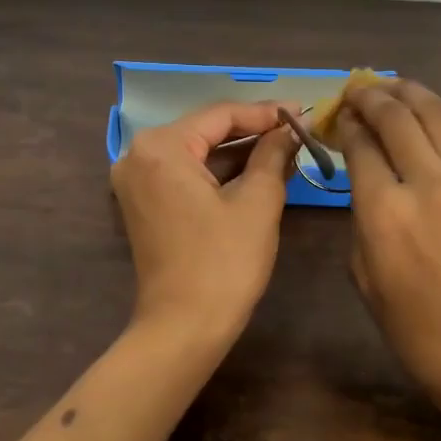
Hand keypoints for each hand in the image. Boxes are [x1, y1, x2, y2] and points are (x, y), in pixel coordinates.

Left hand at [111, 102, 298, 338]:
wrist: (183, 328)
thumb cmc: (224, 262)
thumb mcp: (257, 202)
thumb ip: (273, 153)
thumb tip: (293, 126)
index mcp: (161, 147)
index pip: (221, 115)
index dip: (265, 112)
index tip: (303, 111)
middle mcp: (139, 155)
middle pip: (206, 131)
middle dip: (253, 131)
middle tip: (297, 128)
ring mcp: (137, 181)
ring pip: (197, 153)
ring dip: (239, 153)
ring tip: (285, 148)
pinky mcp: (144, 204)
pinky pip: (186, 174)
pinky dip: (219, 173)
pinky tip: (257, 170)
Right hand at [340, 80, 440, 418]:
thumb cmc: (419, 332)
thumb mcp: (365, 277)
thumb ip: (361, 218)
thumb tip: (365, 178)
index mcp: (385, 214)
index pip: (361, 145)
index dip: (347, 123)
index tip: (341, 116)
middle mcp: (429, 186)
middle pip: (397, 116)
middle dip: (372, 96)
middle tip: (359, 90)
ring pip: (437, 115)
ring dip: (409, 93)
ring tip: (392, 86)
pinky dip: (440, 125)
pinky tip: (429, 125)